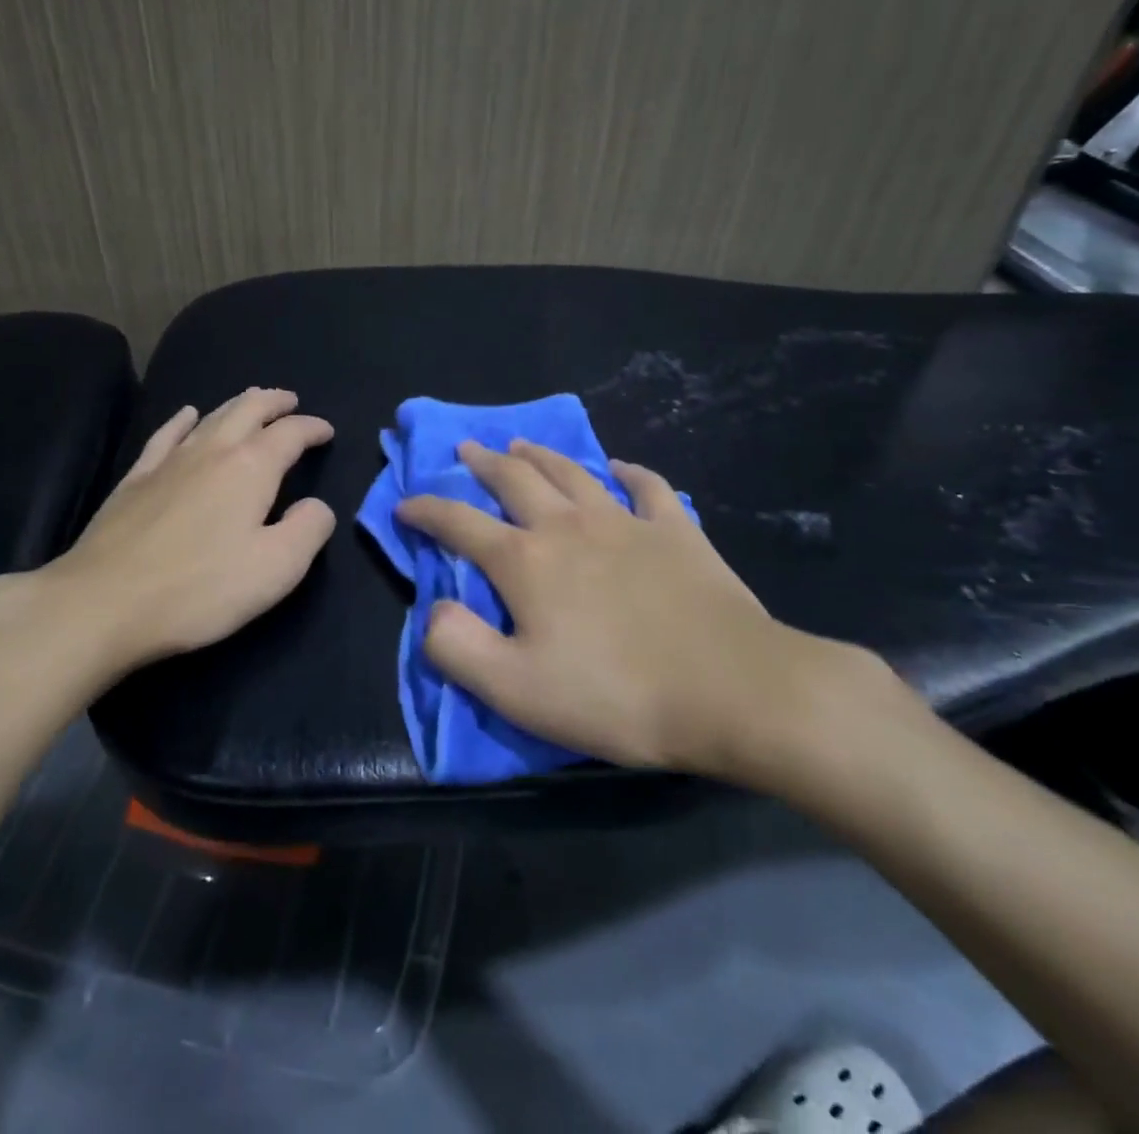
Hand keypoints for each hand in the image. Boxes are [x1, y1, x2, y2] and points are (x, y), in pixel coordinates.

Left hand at [0, 388, 335, 688]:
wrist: (104, 603)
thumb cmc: (200, 588)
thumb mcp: (276, 568)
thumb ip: (309, 530)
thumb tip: (316, 505)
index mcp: (251, 468)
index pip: (290, 434)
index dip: (312, 428)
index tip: (326, 431)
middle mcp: (211, 451)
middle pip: (248, 410)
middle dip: (274, 402)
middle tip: (290, 401)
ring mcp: (168, 462)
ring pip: (210, 417)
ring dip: (236, 404)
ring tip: (251, 399)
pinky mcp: (135, 479)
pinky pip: (165, 435)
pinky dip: (183, 420)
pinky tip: (186, 415)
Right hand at [394, 440, 896, 788]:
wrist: (732, 690)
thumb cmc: (616, 695)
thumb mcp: (515, 690)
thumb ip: (456, 646)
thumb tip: (433, 608)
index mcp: (526, 561)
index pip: (459, 524)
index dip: (426, 511)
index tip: (405, 505)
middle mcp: (569, 526)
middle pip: (515, 480)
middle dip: (483, 463)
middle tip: (466, 449)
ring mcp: (626, 523)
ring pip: (573, 473)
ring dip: (542, 455)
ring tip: (521, 444)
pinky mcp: (677, 532)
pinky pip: (648, 487)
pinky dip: (629, 473)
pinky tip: (620, 468)